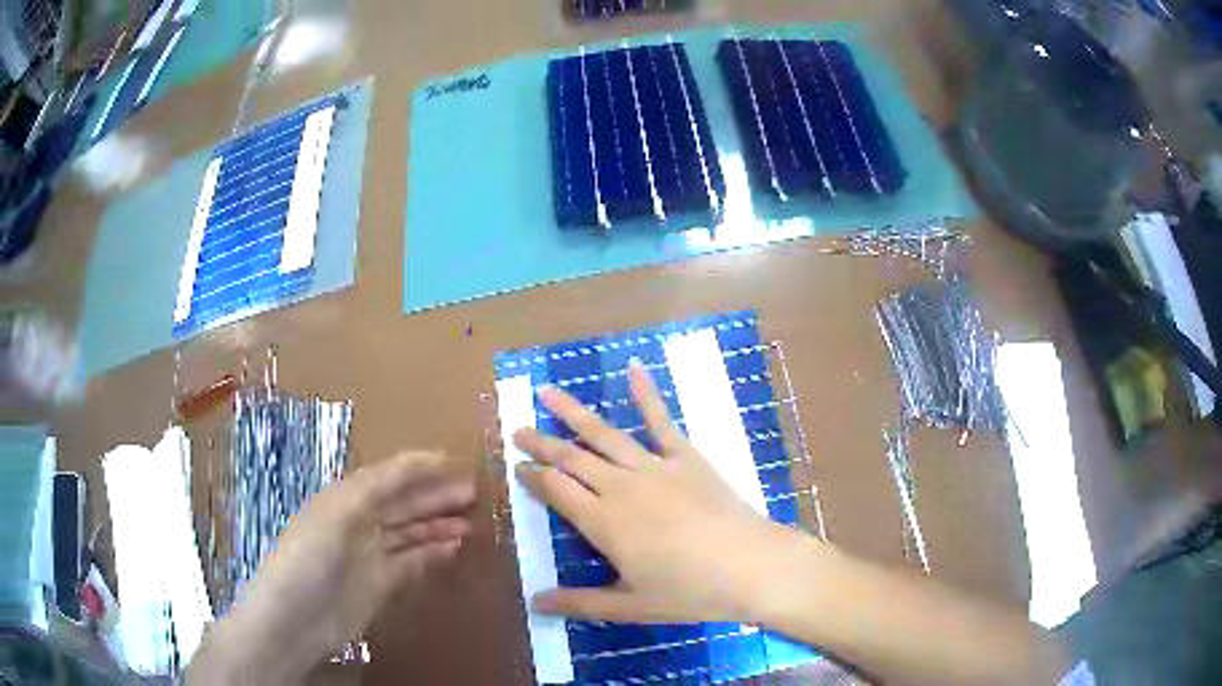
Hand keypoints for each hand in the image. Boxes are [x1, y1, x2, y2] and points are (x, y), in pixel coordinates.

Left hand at [188, 452, 474, 684]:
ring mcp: (370, 555)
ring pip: (410, 532)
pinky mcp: (381, 584)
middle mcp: (358, 522)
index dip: (416, 466)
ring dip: (438, 524)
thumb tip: (414, 464)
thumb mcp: (335, 514)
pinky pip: (412, 562)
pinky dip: (433, 553)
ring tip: (470, 521)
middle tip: (472, 491)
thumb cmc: (309, 557)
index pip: (386, 477)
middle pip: (402, 503)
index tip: (452, 460)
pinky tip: (453, 548)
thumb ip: (374, 489)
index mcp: (344, 499)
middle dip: (435, 495)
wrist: (295, 619)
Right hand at [513, 361, 800, 624]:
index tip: (517, 467)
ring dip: (573, 412)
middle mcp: (621, 486)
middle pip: (572, 458)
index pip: (556, 491)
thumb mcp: (630, 606)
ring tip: (547, 392)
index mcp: (603, 522)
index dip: (534, 478)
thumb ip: (580, 603)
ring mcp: (654, 466)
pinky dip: (647, 394)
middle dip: (542, 443)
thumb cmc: (689, 591)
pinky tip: (634, 368)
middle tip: (517, 429)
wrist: (750, 566)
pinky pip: (662, 421)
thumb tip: (535, 604)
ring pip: (604, 434)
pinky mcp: (686, 457)